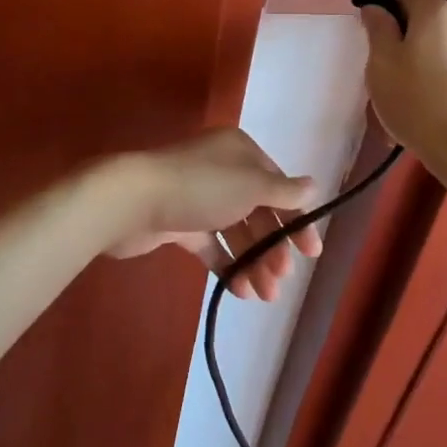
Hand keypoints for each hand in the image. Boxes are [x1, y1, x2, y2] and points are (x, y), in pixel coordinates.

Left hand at [101, 129, 320, 300]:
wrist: (133, 201)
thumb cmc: (200, 187)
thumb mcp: (250, 185)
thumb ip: (283, 191)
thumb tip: (313, 186)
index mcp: (239, 152)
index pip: (277, 185)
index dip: (295, 219)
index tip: (311, 253)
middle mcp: (221, 170)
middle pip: (257, 211)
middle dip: (272, 247)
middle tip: (280, 280)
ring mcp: (199, 197)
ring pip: (236, 231)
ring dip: (253, 261)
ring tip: (263, 295)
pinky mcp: (180, 223)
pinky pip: (211, 245)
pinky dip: (228, 265)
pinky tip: (240, 290)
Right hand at [360, 0, 446, 163]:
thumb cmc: (417, 103)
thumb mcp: (380, 65)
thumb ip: (378, 28)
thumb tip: (376, 7)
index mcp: (437, 12)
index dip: (390, 15)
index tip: (380, 44)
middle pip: (432, 22)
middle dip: (414, 40)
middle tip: (396, 75)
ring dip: (436, 62)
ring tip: (421, 100)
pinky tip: (444, 112)